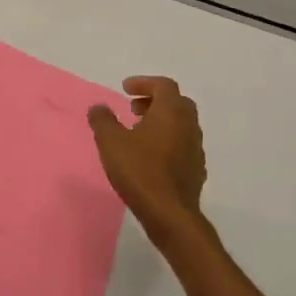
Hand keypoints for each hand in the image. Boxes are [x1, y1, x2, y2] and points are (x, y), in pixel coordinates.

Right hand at [88, 77, 208, 236]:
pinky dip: (167, 140)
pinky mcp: (196, 168)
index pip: (164, 85)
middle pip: (176, 102)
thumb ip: (103, 120)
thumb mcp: (110, 142)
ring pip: (181, 124)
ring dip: (161, 121)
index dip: (144, 83)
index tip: (125, 89)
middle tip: (133, 108)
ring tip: (138, 132)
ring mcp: (196, 148)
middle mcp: (188, 125)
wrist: (169, 213)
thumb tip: (99, 107)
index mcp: (171, 112)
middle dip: (154, 100)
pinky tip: (151, 156)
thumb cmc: (139, 171)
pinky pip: (182, 144)